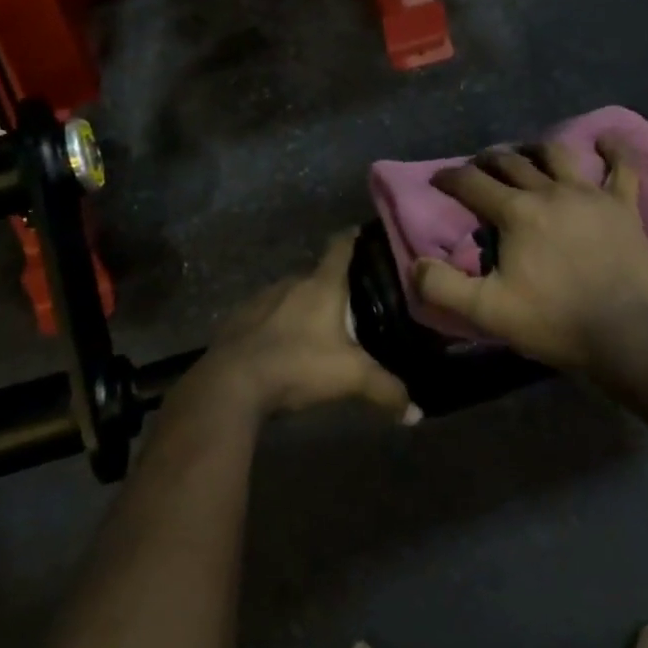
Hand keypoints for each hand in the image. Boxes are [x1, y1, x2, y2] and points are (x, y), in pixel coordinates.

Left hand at [197, 234, 419, 423]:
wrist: (230, 382)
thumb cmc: (297, 365)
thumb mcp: (350, 378)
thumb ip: (386, 390)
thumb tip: (417, 413)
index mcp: (322, 285)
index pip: (342, 247)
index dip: (355, 237)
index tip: (366, 233)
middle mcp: (291, 282)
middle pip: (317, 274)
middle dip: (334, 285)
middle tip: (353, 301)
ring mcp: (260, 298)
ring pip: (290, 295)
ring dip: (303, 306)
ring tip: (318, 327)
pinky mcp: (238, 319)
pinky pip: (265, 314)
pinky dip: (277, 324)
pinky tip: (282, 346)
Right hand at [414, 140, 647, 372]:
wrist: (624, 334)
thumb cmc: (553, 322)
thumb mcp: (487, 311)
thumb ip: (443, 287)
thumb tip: (417, 264)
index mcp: (516, 213)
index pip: (472, 183)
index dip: (449, 178)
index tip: (438, 179)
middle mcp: (550, 192)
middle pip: (512, 162)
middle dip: (488, 160)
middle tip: (478, 167)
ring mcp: (591, 195)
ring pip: (558, 155)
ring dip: (536, 149)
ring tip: (526, 153)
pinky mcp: (624, 206)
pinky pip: (622, 167)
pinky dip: (613, 149)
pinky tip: (605, 140)